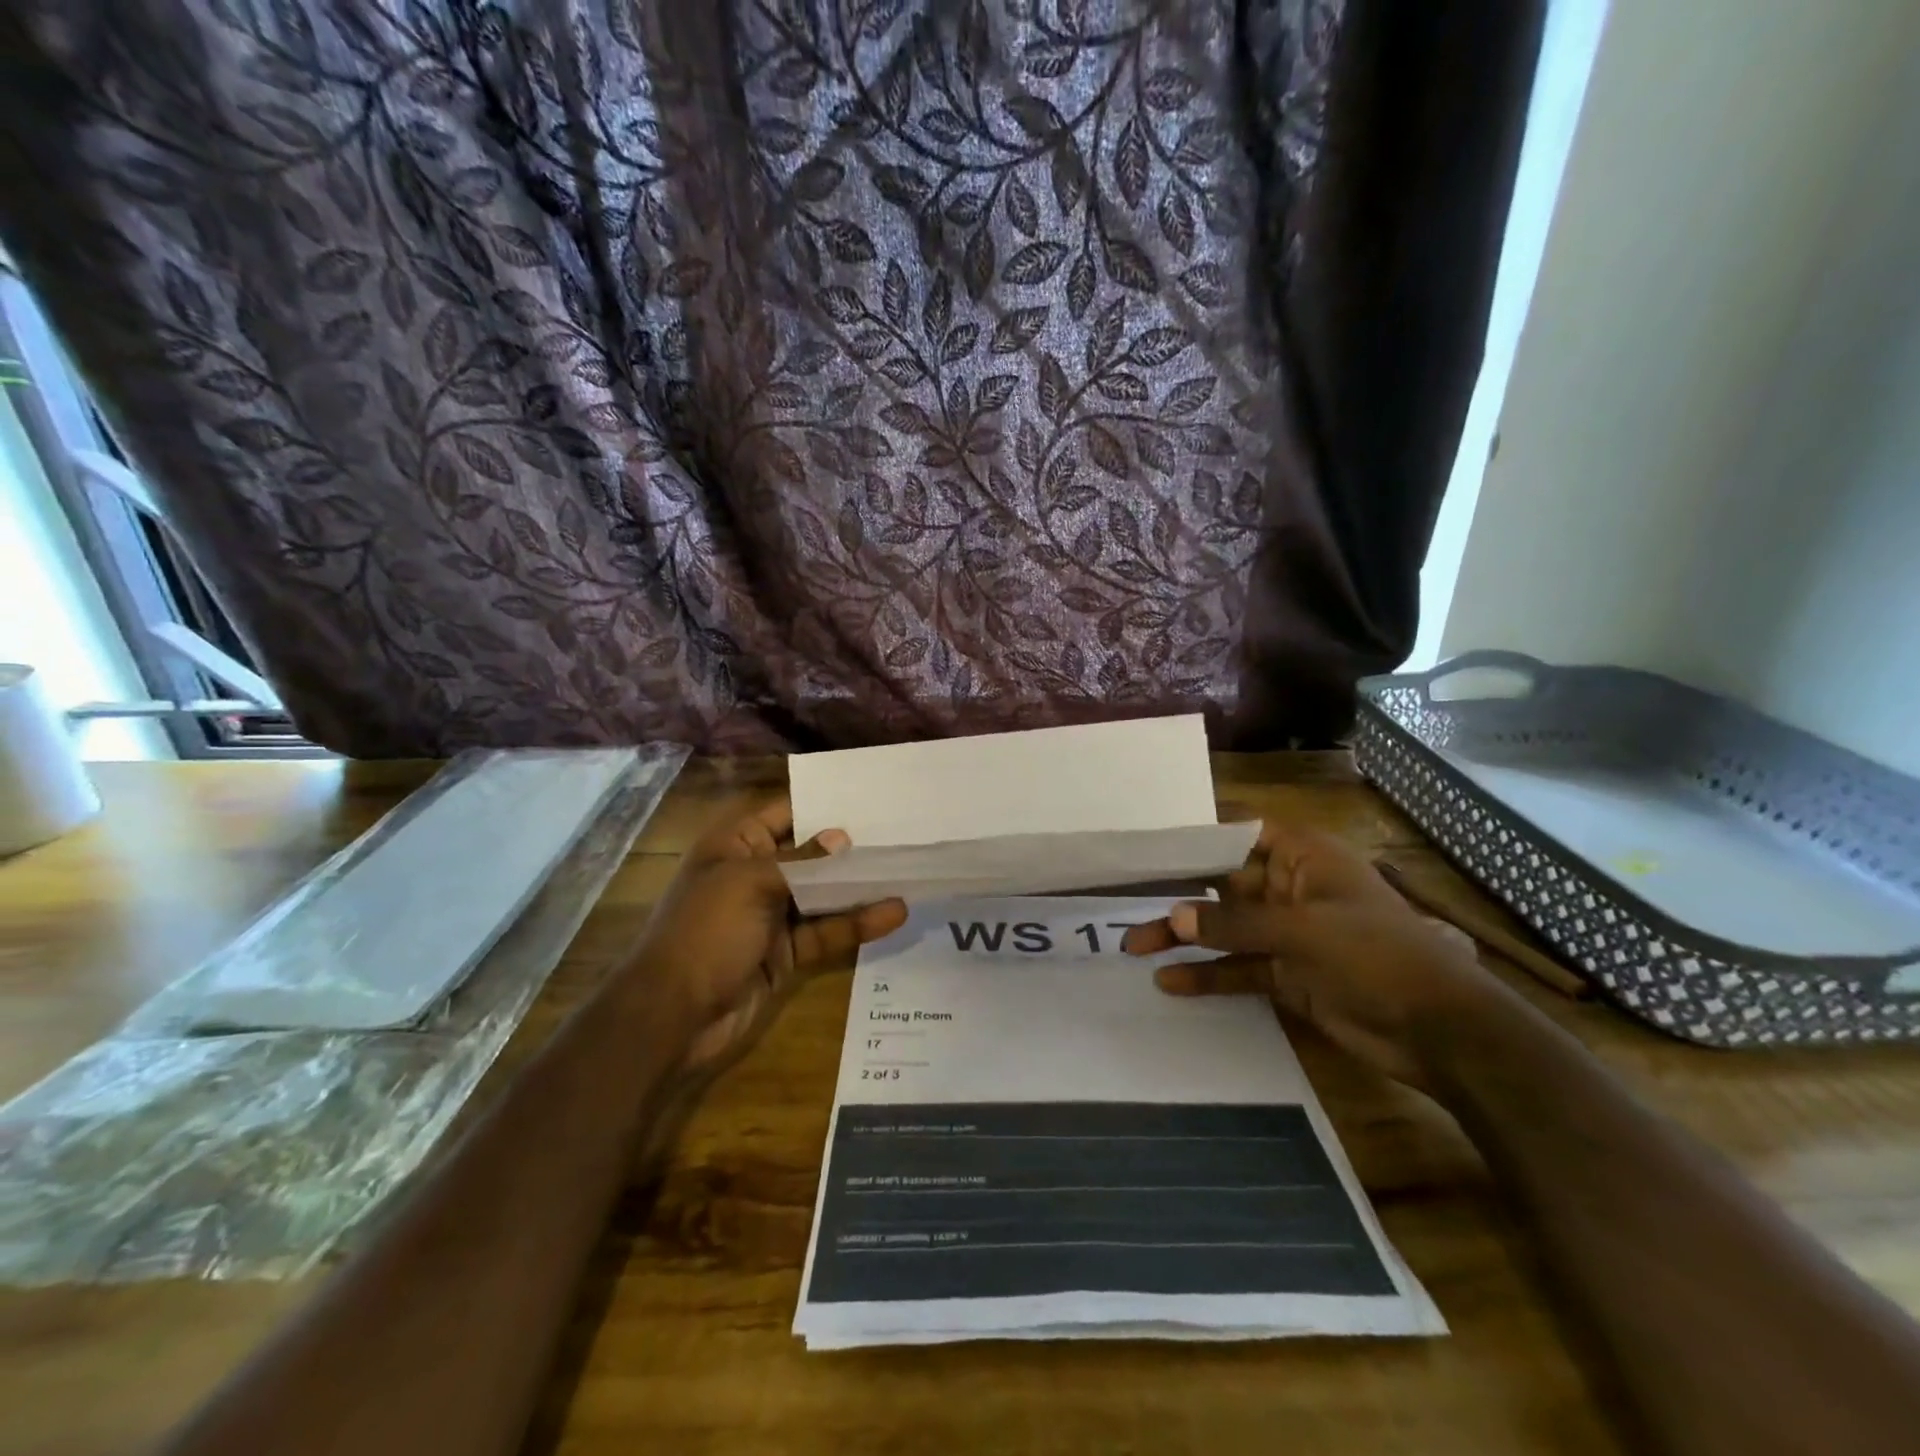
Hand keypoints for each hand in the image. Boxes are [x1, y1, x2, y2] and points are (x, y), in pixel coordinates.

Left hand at [633, 799, 906, 1076]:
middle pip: (811, 855)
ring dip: (860, 887)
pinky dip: (857, 924)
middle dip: (851, 847)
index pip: (786, 813)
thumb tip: (842, 838)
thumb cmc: (705, 932)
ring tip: (907, 872)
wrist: (672, 1017)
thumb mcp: (750, 884)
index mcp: (736, 846)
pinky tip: (893, 914)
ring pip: (824, 895)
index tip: (871, 799)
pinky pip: (827, 932)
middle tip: (901, 834)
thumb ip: (802, 862)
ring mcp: (773, 916)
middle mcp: (756, 874)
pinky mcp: (788, 953)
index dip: (824, 805)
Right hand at [1122, 822, 1513, 1090]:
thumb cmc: (1378, 956)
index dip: (1196, 837)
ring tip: (1134, 948)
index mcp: (1304, 857)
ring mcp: (1288, 934)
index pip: (1239, 833)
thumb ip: (1235, 925)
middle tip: (1127, 900)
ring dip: (1184, 938)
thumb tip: (1174, 918)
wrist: (1442, 1033)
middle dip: (1178, 894)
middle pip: (1222, 884)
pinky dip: (1207, 975)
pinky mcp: (1287, 974)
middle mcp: (1290, 888)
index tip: (1149, 845)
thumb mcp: (1303, 932)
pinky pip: (1238, 968)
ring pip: (1225, 929)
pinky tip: (1170, 982)